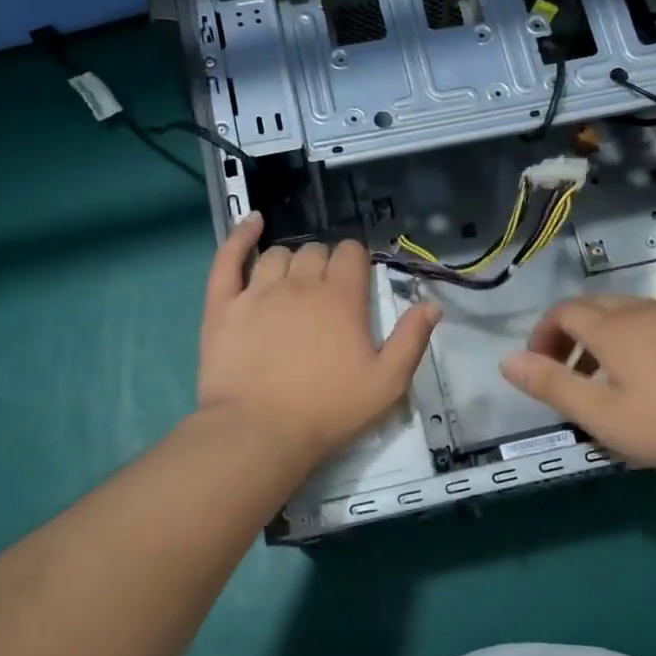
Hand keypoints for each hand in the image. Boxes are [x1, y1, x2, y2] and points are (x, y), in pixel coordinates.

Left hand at [197, 214, 440, 470]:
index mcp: (342, 298)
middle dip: (324, 263)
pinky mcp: (223, 305)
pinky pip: (229, 257)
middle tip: (325, 293)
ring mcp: (258, 291)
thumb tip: (432, 304)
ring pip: (278, 254)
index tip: (355, 281)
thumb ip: (411, 340)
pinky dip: (240, 235)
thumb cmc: (328, 411)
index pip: (351, 253)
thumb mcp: (387, 384)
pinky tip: (252, 222)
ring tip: (292, 282)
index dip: (355, 261)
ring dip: (290, 260)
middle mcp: (300, 284)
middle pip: (315, 251)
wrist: (259, 432)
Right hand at [500, 295, 655, 478]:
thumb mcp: (601, 415)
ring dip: (606, 339)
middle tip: (568, 372)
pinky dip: (642, 343)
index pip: (564, 312)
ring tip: (609, 380)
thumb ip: (552, 385)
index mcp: (614, 328)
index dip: (543, 335)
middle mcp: (646, 311)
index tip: (539, 366)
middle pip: (596, 307)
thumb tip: (507, 360)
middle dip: (571, 334)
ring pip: (632, 315)